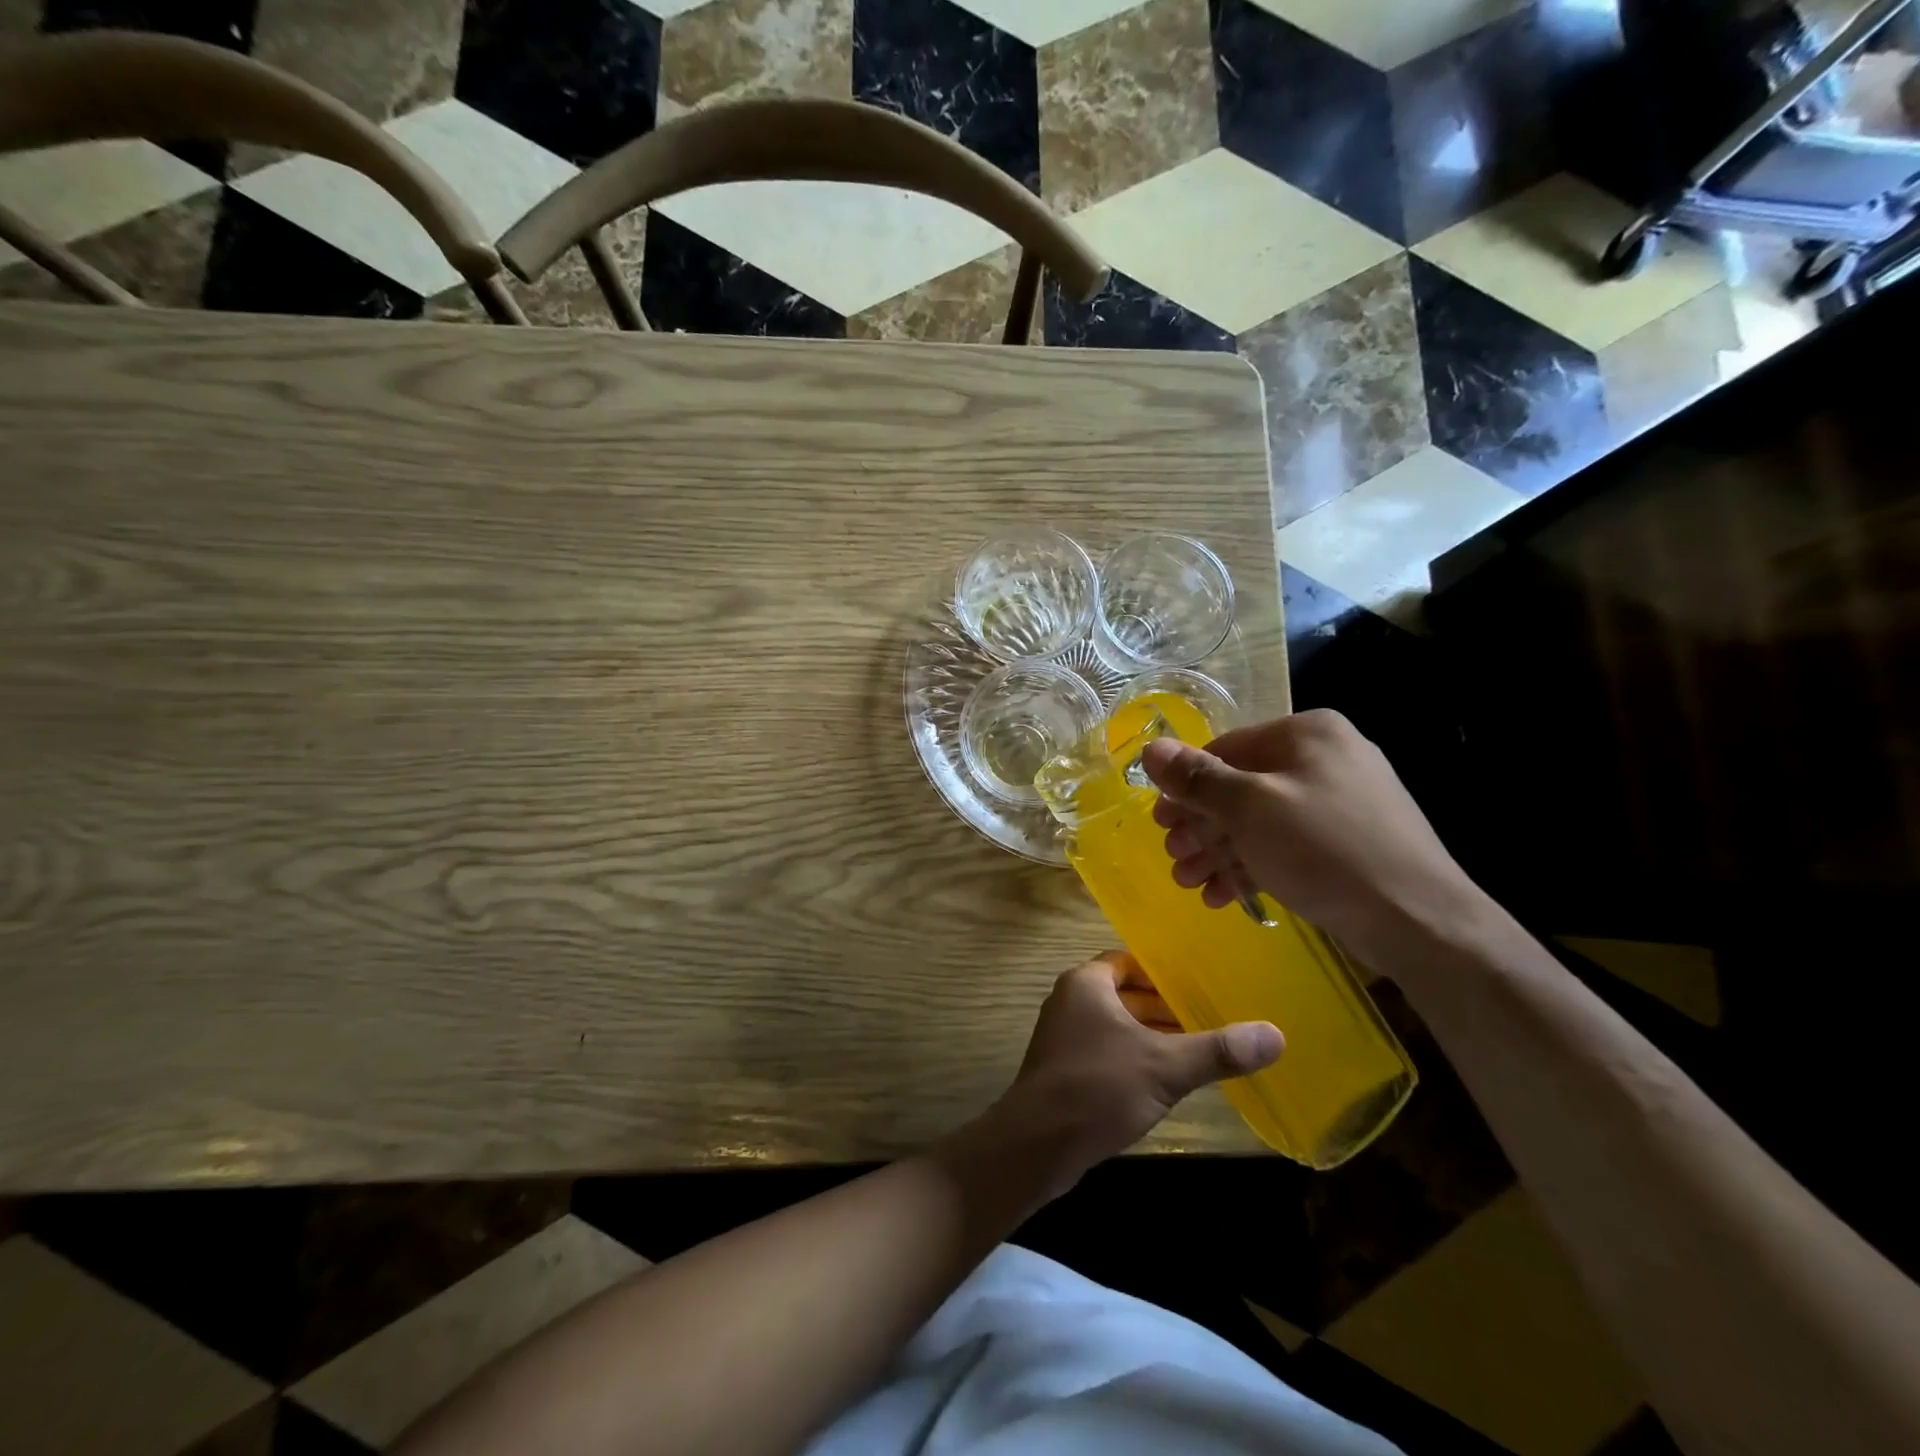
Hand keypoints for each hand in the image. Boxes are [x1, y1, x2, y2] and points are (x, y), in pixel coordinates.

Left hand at [961, 952, 1281, 1199]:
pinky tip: (1163, 1081)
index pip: (1128, 962)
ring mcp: (1063, 1037)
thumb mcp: (1164, 1066)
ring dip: (1149, 1034)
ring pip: (1115, 1025)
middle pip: (1123, 993)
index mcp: (1086, 983)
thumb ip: (1217, 1050)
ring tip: (1196, 1048)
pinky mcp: (1063, 1070)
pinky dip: (1133, 1057)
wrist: (1036, 1145)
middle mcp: (1070, 1001)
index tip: (1199, 984)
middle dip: (1163, 1006)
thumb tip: (1276, 1034)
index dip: (1162, 972)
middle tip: (1209, 1016)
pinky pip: (1106, 1051)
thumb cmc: (1097, 1087)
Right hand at [1140, 709, 1488, 971]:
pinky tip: (1225, 895)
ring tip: (1191, 883)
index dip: (1186, 787)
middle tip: (1174, 859)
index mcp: (1306, 733)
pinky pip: (1287, 844)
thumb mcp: (1249, 808)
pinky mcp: (1349, 843)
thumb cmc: (1323, 849)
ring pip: (1261, 821)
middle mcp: (1325, 758)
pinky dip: (1253, 865)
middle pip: (1242, 788)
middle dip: (1201, 827)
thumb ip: (1197, 778)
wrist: (1419, 920)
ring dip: (1220, 851)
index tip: (1160, 824)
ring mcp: (1341, 802)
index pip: (1226, 749)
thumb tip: (1150, 749)